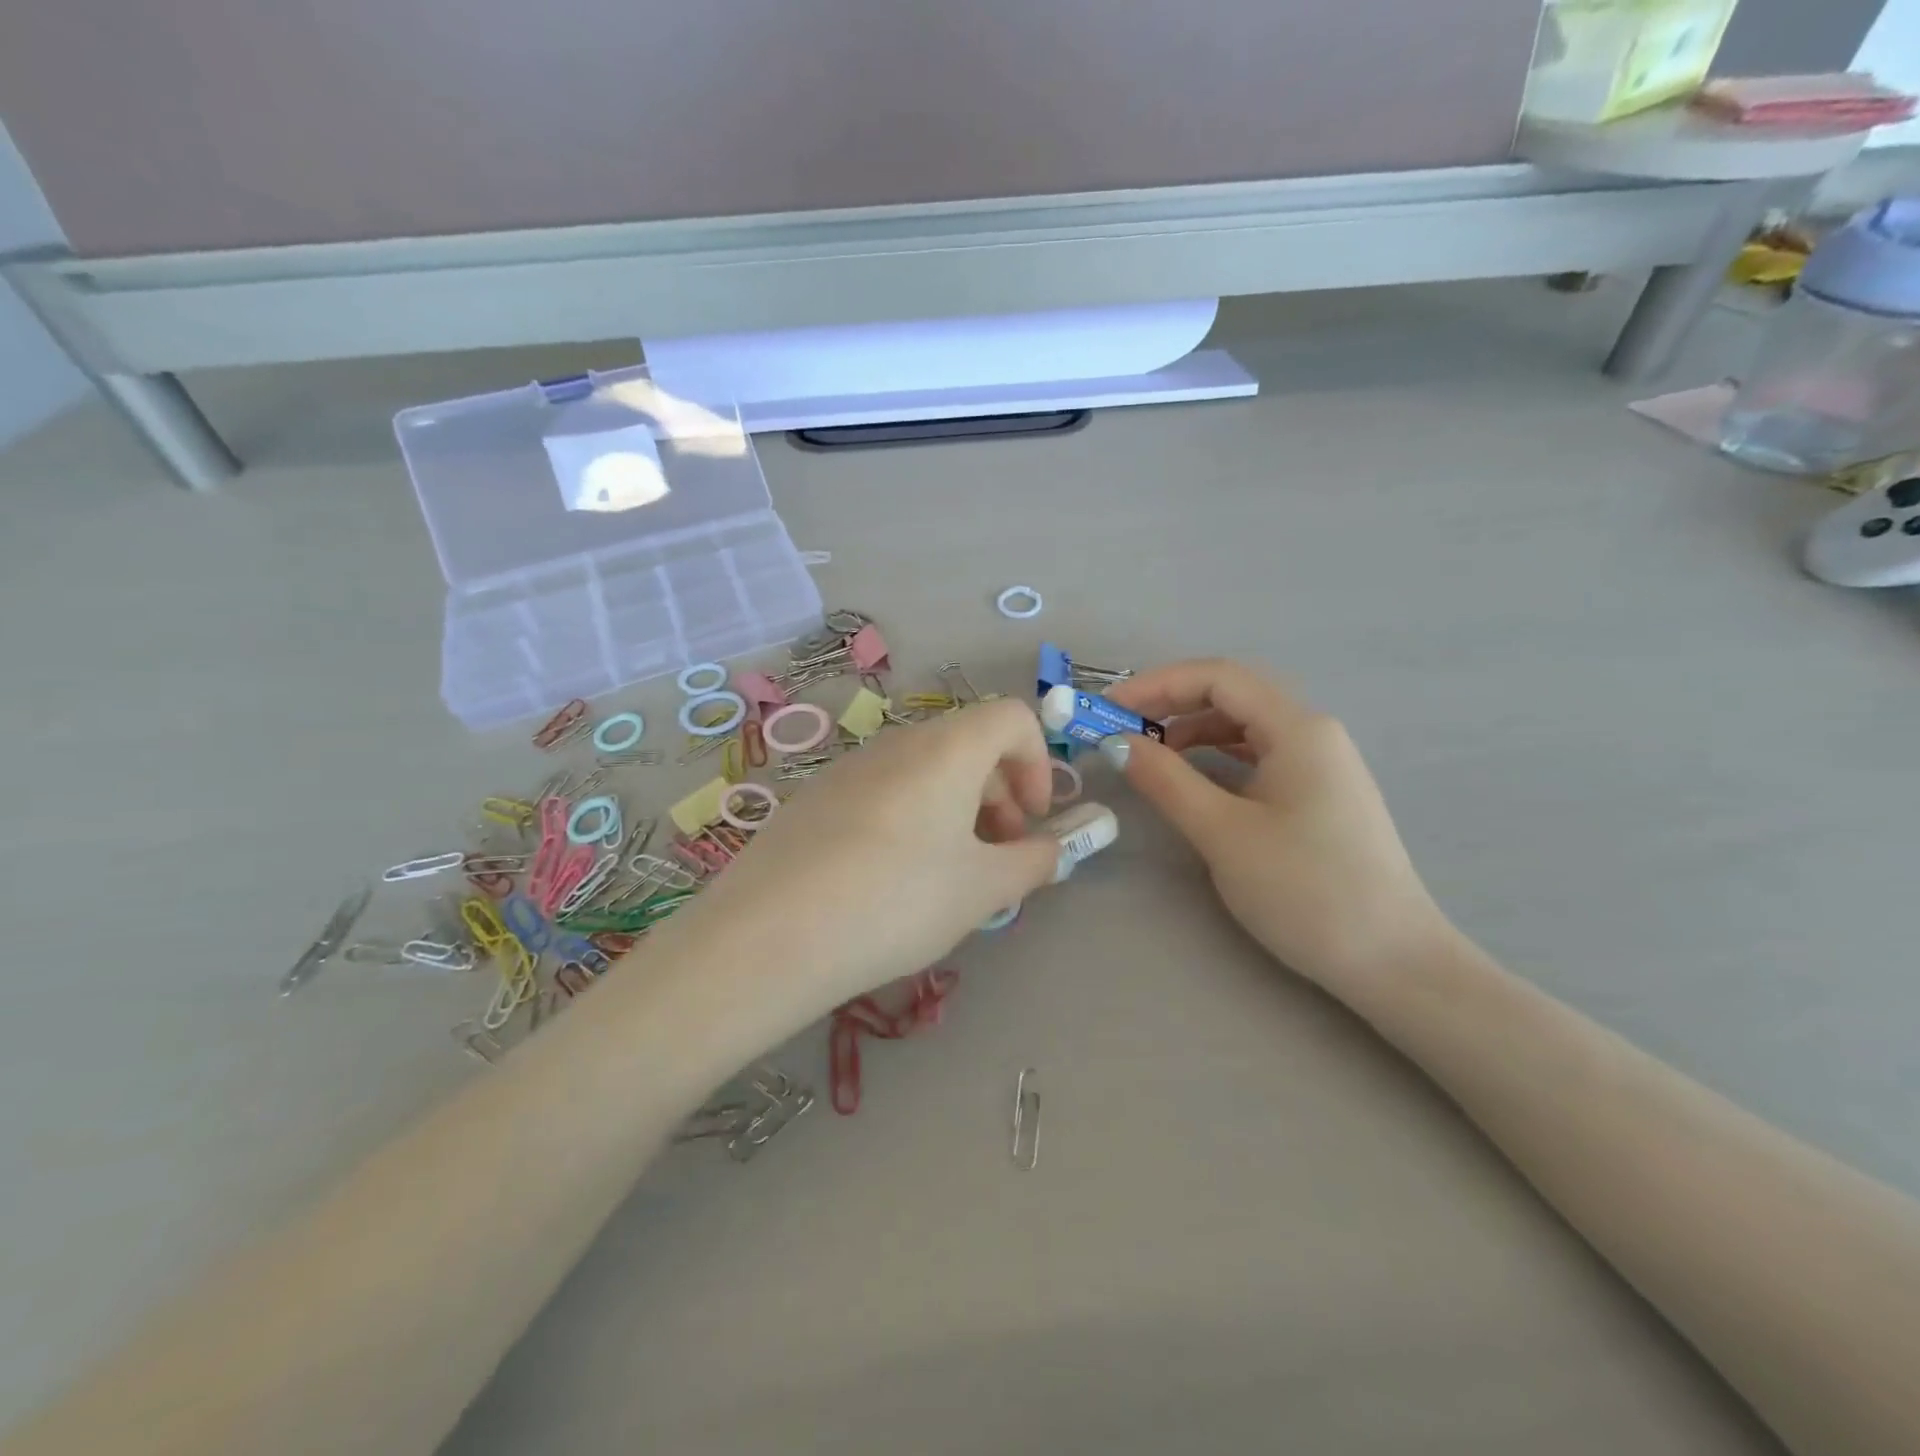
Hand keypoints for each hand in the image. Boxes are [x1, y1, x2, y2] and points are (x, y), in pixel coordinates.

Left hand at [657, 697, 1064, 1031]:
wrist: (769, 937)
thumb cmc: (896, 902)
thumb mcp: (981, 890)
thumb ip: (1032, 862)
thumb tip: (1053, 849)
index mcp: (946, 749)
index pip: (1012, 717)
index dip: (1039, 763)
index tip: (1032, 821)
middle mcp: (897, 743)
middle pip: (968, 744)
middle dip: (1000, 793)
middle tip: (998, 855)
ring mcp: (849, 768)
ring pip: (924, 770)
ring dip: (956, 809)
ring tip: (948, 875)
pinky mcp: (815, 798)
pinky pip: (883, 791)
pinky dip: (911, 817)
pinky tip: (891, 879)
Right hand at [1104, 660, 1448, 991]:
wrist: (1393, 962)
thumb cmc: (1306, 891)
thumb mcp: (1223, 833)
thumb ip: (1166, 781)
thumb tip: (1117, 744)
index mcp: (1297, 728)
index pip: (1217, 677)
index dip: (1156, 684)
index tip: (1108, 709)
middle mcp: (1312, 733)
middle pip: (1231, 695)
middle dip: (1170, 704)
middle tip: (1119, 729)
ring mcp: (1321, 764)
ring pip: (1244, 726)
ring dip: (1191, 730)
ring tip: (1147, 753)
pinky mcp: (1318, 795)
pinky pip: (1257, 756)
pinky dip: (1216, 756)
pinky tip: (1192, 777)